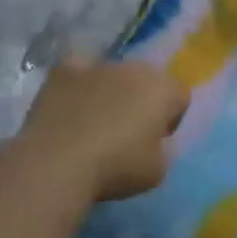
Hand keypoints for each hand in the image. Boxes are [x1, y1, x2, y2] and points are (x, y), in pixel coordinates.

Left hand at [18, 56, 188, 201]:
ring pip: (112, 76)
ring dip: (110, 93)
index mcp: (162, 89)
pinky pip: (78, 73)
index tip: (156, 142)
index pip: (179, 97)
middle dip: (142, 101)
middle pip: (146, 81)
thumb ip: (163, 149)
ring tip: (94, 125)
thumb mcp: (158, 171)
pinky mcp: (63, 71)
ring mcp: (96, 66)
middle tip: (127, 133)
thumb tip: (153, 140)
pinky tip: (70, 108)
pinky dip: (78, 85)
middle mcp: (133, 68)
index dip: (171, 120)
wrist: (57, 163)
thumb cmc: (115, 168)